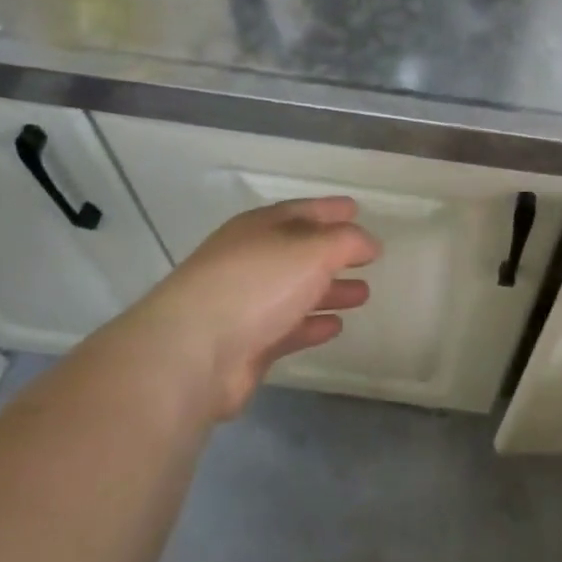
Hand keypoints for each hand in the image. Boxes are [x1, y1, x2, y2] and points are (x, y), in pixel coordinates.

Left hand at [139, 198, 379, 418]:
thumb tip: (368, 243)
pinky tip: (335, 326)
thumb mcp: (313, 250)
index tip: (358, 209)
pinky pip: (287, 327)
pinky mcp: (245, 344)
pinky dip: (311, 324)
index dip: (331, 209)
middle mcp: (251, 260)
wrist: (193, 352)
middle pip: (300, 252)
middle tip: (368, 260)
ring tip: (363, 295)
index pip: (302, 210)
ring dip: (329, 291)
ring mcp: (245, 303)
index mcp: (260, 227)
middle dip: (335, 255)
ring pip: (296, 291)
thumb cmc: (257, 284)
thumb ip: (346, 242)